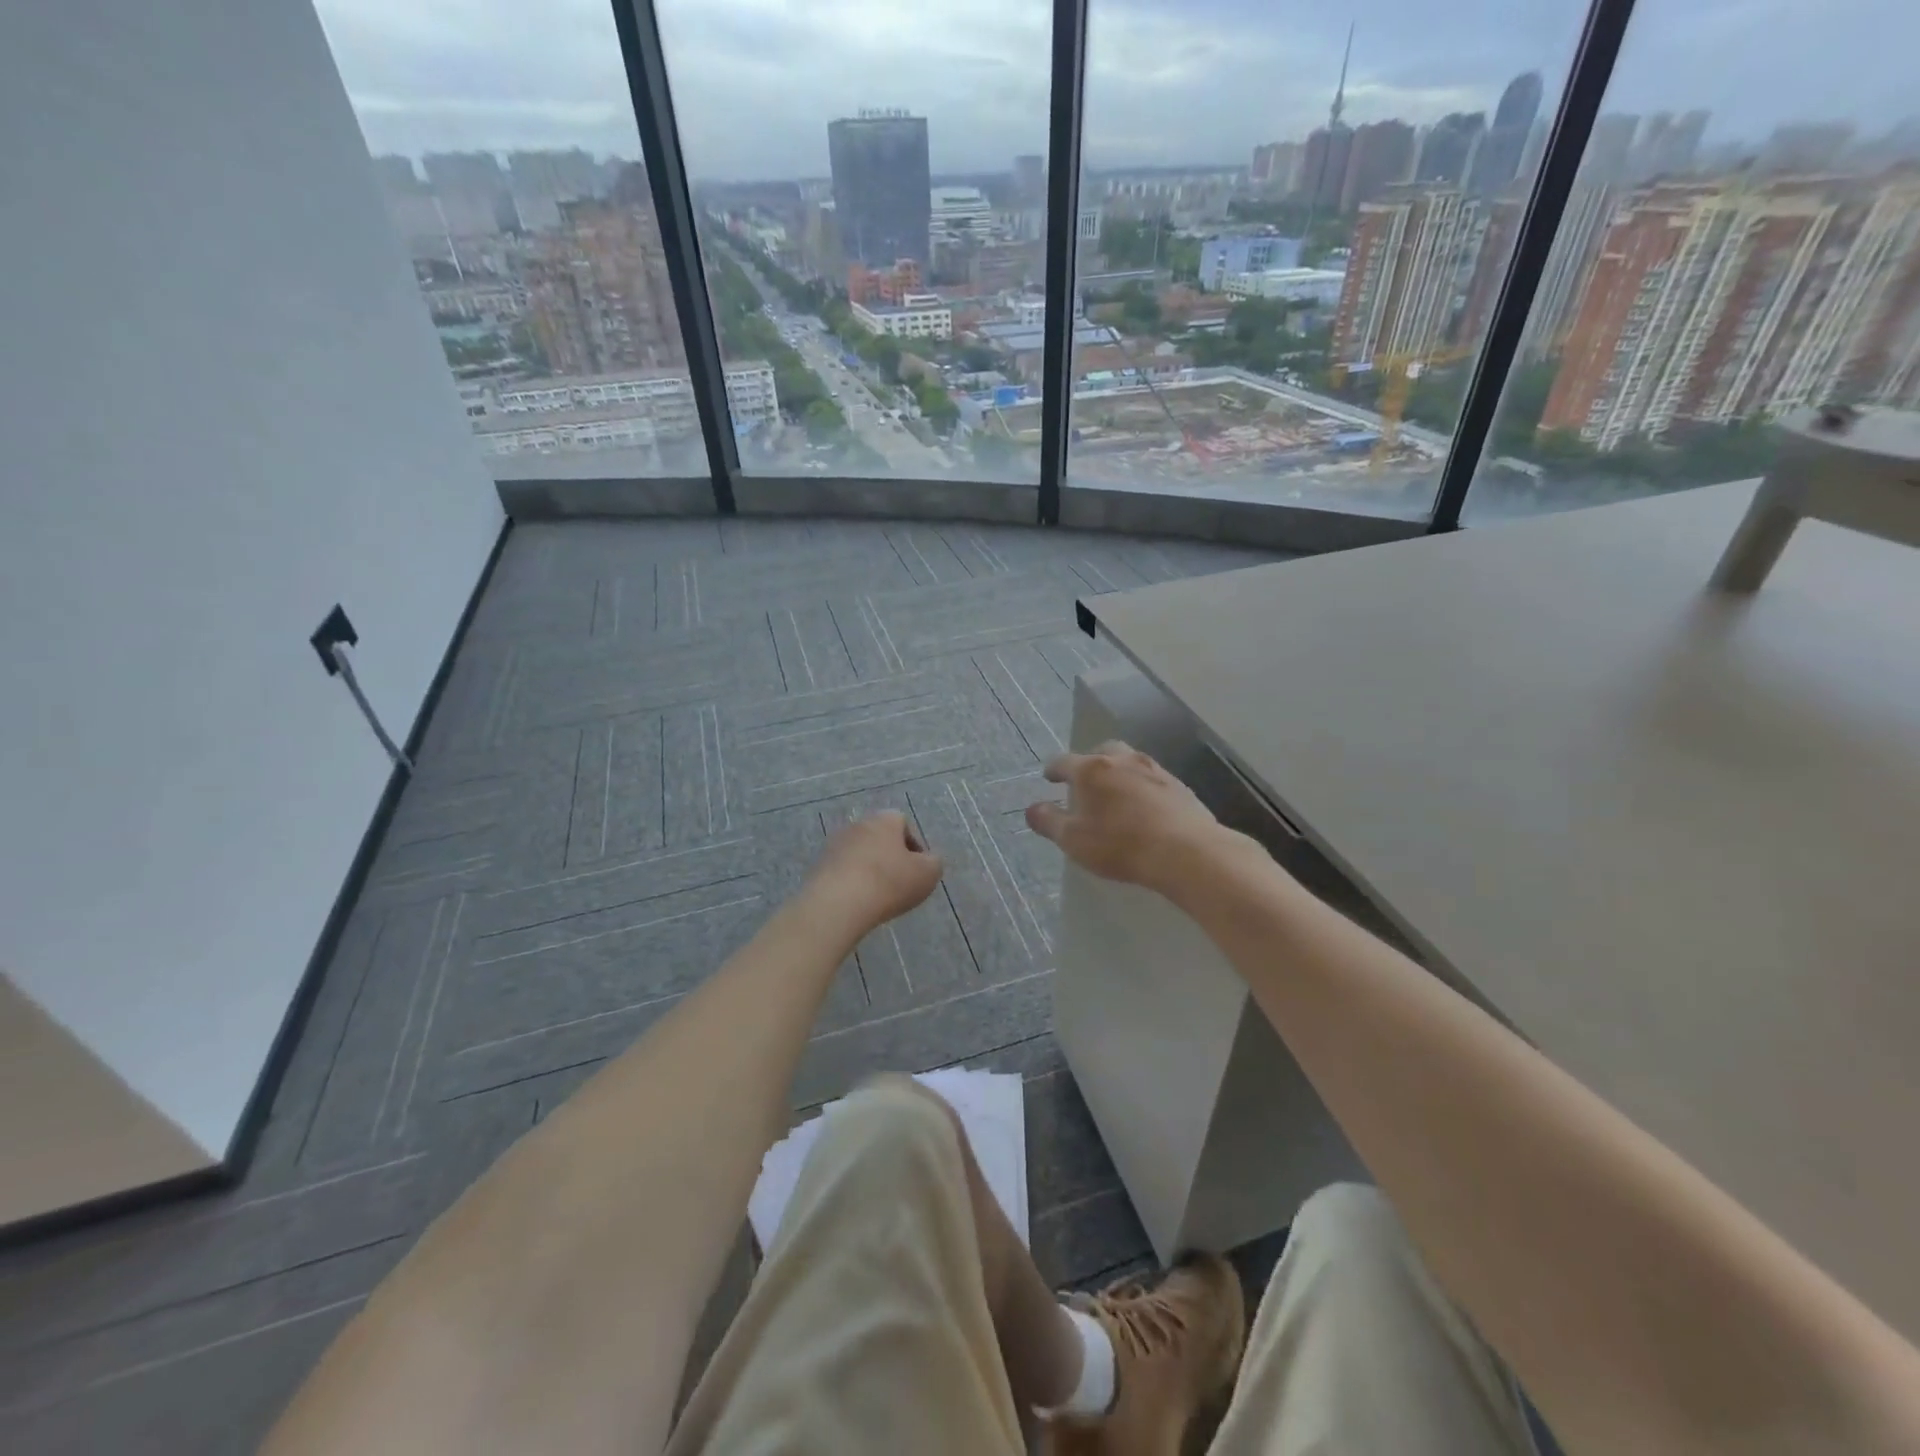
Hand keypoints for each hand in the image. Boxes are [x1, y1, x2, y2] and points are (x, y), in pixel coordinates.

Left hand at [806, 811, 943, 934]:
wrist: (837, 904)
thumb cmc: (889, 882)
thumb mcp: (928, 874)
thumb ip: (934, 862)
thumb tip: (927, 861)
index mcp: (884, 820)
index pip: (903, 823)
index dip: (914, 846)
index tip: (918, 870)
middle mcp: (857, 824)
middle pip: (880, 838)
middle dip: (891, 858)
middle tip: (899, 883)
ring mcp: (834, 844)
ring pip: (860, 854)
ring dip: (870, 870)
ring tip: (877, 896)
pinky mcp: (818, 866)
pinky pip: (843, 871)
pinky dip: (852, 883)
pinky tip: (858, 902)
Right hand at [1026, 742, 1231, 895]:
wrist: (1185, 851)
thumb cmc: (1119, 845)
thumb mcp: (1073, 840)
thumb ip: (1049, 822)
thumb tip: (1032, 809)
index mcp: (1091, 770)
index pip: (1063, 761)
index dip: (1053, 770)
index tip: (1049, 777)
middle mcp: (1122, 760)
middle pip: (1101, 752)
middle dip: (1089, 764)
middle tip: (1084, 782)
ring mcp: (1154, 769)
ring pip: (1129, 762)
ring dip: (1118, 773)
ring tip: (1114, 794)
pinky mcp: (1179, 785)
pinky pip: (1152, 779)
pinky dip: (1142, 787)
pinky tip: (1143, 807)